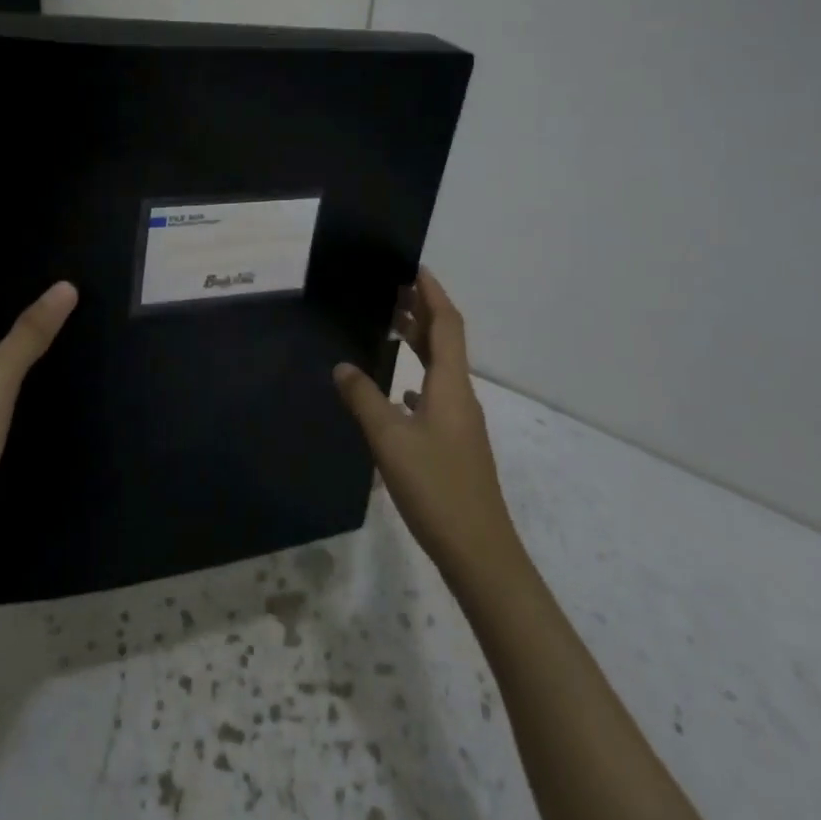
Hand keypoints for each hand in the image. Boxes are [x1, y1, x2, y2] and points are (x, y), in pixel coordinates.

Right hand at [334, 269, 522, 586]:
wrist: (479, 552)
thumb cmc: (436, 488)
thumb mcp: (390, 440)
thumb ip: (364, 399)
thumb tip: (341, 366)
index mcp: (451, 385)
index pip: (447, 323)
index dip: (433, 293)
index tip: (414, 267)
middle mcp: (461, 395)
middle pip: (446, 341)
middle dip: (423, 311)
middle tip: (392, 289)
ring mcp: (461, 422)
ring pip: (441, 368)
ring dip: (420, 342)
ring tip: (391, 327)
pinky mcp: (455, 444)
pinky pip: (436, 395)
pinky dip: (418, 378)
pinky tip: (398, 392)